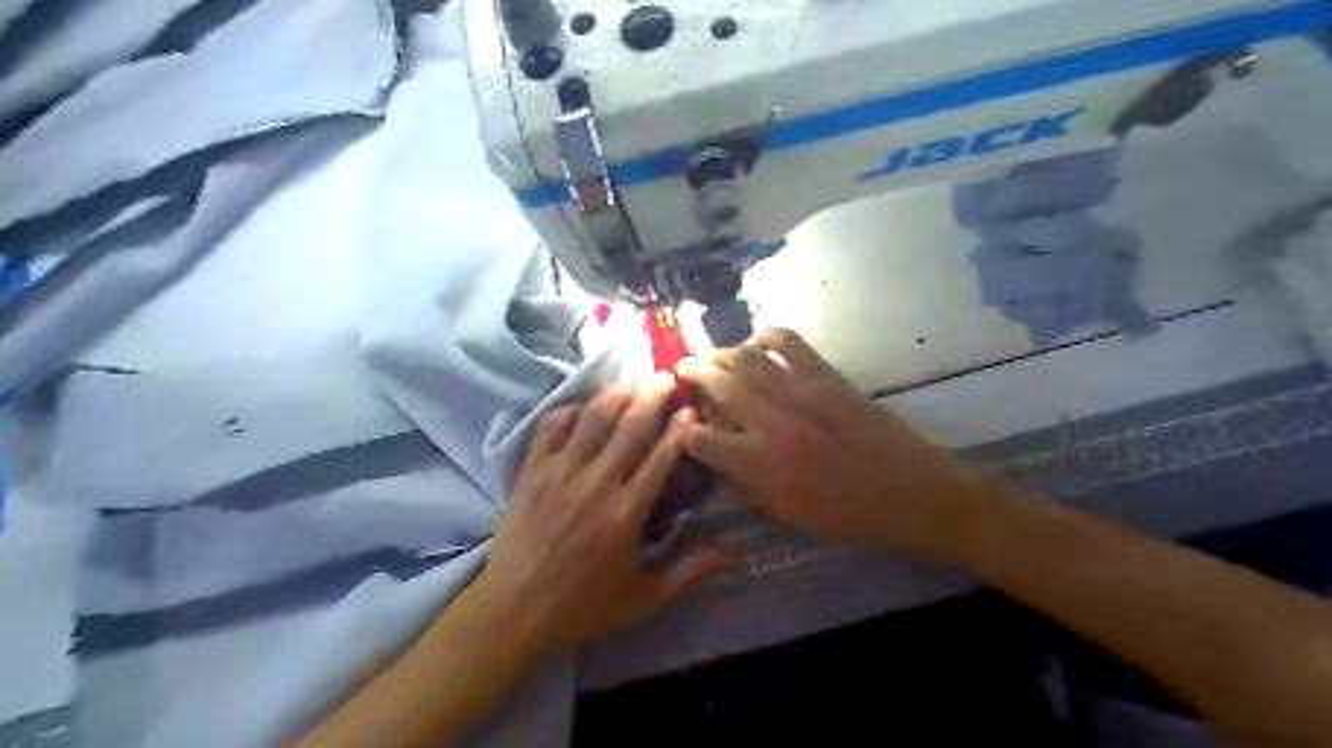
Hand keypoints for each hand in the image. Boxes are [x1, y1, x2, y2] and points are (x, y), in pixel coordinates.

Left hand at [475, 378, 726, 652]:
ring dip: (614, 396)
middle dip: (652, 396)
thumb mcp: (645, 596)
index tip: (692, 409)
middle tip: (666, 377)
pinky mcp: (530, 472)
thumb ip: (692, 570)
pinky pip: (549, 428)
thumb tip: (738, 550)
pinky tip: (580, 407)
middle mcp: (596, 483)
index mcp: (627, 513)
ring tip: (630, 384)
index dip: (680, 428)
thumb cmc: (583, 605)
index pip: (662, 457)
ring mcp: (559, 473)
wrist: (512, 611)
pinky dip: (566, 411)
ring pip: (592, 419)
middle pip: (630, 426)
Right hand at [678, 327, 986, 559]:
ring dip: (722, 352)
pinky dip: (771, 336)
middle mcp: (773, 424)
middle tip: (680, 368)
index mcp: (761, 466)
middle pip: (720, 386)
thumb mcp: (788, 516)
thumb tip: (719, 462)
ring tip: (710, 354)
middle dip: (693, 373)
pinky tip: (758, 339)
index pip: (702, 439)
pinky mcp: (829, 378)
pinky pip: (793, 344)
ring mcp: (802, 394)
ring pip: (749, 360)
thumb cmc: (848, 517)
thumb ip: (747, 487)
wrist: (912, 495)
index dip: (684, 430)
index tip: (680, 424)